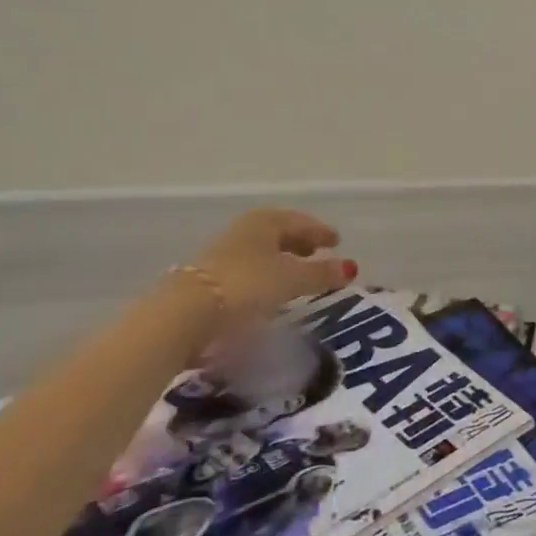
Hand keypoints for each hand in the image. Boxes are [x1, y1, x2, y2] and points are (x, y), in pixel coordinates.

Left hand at [189, 208, 355, 319]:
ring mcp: (222, 253)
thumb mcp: (290, 280)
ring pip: (260, 251)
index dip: (319, 232)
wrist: (185, 313)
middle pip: (278, 233)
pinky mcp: (207, 279)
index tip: (336, 241)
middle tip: (317, 254)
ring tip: (295, 275)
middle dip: (299, 243)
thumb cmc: (246, 285)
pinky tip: (267, 292)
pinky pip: (246, 270)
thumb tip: (350, 267)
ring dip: (280, 260)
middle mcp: (243, 230)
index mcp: (264, 221)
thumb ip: (320, 273)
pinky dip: (263, 276)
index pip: (299, 221)